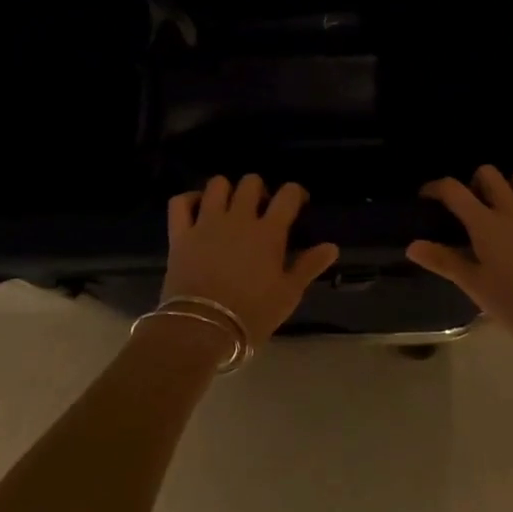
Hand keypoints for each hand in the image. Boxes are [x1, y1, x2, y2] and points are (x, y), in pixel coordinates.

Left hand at [164, 176, 339, 344]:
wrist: (202, 328)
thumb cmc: (252, 314)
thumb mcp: (288, 295)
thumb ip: (309, 266)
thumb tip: (332, 246)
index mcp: (269, 232)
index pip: (287, 195)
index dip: (295, 192)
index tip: (297, 202)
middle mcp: (239, 218)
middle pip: (251, 183)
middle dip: (259, 189)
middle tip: (261, 208)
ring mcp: (207, 223)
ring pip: (216, 185)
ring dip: (226, 190)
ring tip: (229, 206)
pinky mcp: (180, 233)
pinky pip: (180, 202)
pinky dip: (188, 199)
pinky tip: (196, 208)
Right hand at [407, 165, 512, 347]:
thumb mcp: (474, 286)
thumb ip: (443, 261)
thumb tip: (412, 246)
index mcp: (486, 224)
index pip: (453, 190)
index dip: (436, 188)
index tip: (428, 197)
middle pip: (489, 174)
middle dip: (477, 182)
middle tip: (474, 204)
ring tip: (510, 198)